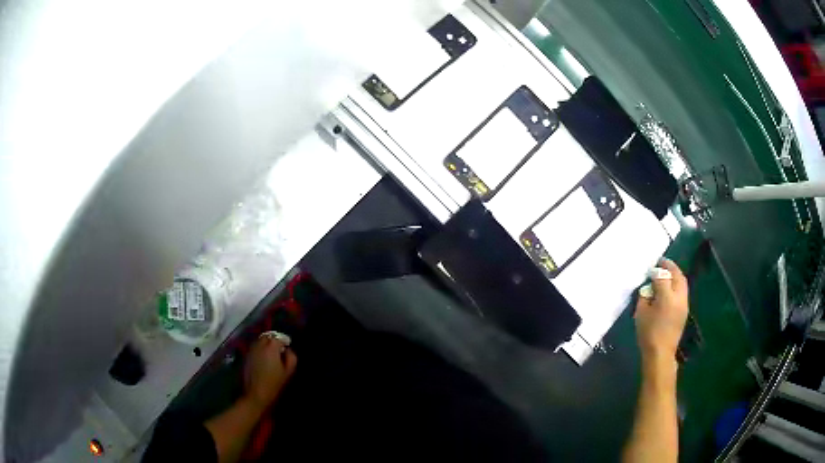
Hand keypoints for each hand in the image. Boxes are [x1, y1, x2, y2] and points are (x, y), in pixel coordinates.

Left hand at [243, 336, 296, 409]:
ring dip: (266, 344)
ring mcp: (251, 350)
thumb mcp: (288, 372)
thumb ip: (291, 357)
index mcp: (271, 347)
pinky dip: (260, 350)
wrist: (256, 393)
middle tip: (279, 349)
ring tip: (271, 353)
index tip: (288, 345)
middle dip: (273, 340)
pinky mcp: (246, 356)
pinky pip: (254, 348)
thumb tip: (288, 350)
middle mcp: (259, 345)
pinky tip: (263, 359)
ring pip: (259, 341)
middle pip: (267, 336)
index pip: (278, 337)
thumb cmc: (274, 383)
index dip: (284, 340)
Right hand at [634, 259, 688, 363]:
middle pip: (677, 275)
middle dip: (669, 267)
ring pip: (682, 282)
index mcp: (666, 297)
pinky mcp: (685, 310)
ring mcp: (684, 303)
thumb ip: (645, 296)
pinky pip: (683, 290)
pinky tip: (670, 287)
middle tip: (661, 262)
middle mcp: (678, 297)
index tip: (650, 268)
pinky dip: (677, 284)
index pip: (662, 276)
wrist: (660, 353)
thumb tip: (648, 287)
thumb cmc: (648, 334)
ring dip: (675, 274)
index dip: (656, 270)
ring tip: (666, 272)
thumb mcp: (641, 313)